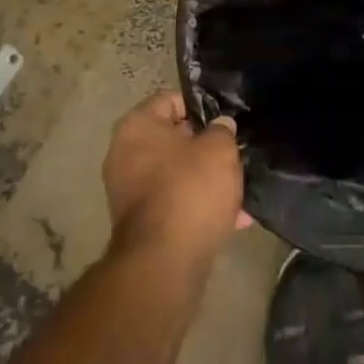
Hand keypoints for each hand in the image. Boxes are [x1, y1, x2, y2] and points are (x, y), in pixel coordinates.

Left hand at [102, 91, 249, 265]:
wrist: (164, 263)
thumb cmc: (190, 189)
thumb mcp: (219, 149)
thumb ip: (222, 130)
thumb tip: (220, 126)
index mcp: (137, 126)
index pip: (172, 100)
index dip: (202, 107)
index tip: (225, 121)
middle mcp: (124, 154)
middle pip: (174, 140)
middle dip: (206, 148)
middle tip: (235, 155)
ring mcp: (128, 191)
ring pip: (177, 174)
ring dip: (207, 181)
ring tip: (239, 191)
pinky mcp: (139, 224)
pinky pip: (174, 204)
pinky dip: (198, 207)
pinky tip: (231, 219)